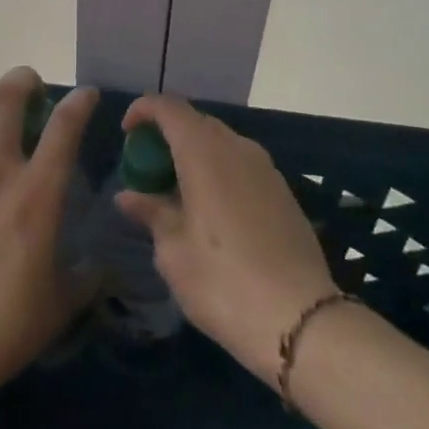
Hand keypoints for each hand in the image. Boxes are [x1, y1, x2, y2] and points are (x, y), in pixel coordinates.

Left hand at [0, 68, 98, 406]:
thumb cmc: (9, 322)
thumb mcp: (62, 302)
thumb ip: (86, 278)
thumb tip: (102, 270)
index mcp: (39, 190)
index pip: (65, 126)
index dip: (78, 102)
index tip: (84, 95)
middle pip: (7, 98)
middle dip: (22, 81)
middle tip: (28, 88)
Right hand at [115, 95, 336, 383]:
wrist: (301, 320)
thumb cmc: (222, 281)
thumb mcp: (173, 251)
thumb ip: (151, 213)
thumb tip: (128, 196)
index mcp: (204, 153)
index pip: (169, 107)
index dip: (143, 110)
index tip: (127, 135)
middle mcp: (237, 148)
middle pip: (196, 122)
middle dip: (168, 135)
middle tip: (148, 169)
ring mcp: (265, 169)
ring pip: (222, 143)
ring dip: (194, 155)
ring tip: (176, 193)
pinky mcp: (283, 192)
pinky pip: (241, 165)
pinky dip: (218, 172)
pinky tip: (211, 211)